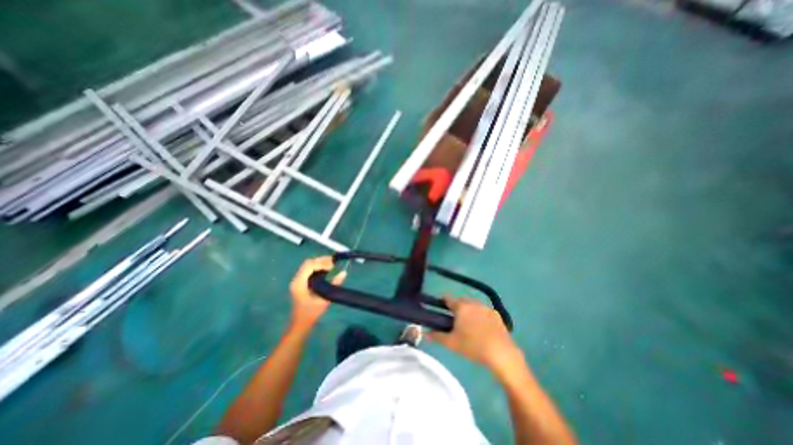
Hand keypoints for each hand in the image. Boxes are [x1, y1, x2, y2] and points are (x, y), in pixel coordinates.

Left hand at [287, 257, 346, 326]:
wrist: (300, 323)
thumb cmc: (311, 313)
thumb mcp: (325, 299)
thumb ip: (334, 284)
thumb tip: (344, 273)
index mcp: (299, 283)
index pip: (309, 265)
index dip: (321, 263)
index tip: (333, 266)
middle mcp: (296, 279)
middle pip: (308, 263)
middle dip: (321, 261)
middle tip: (334, 263)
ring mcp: (297, 280)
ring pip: (308, 265)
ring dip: (320, 263)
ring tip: (331, 265)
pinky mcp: (300, 282)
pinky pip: (308, 270)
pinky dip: (317, 267)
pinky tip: (326, 270)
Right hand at [428, 298, 521, 373]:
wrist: (501, 353)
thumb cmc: (473, 346)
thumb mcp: (452, 343)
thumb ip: (437, 336)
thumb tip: (424, 333)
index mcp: (461, 307)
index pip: (447, 299)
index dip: (442, 303)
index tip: (440, 311)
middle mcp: (473, 302)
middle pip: (460, 301)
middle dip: (456, 308)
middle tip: (455, 323)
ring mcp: (485, 307)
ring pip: (472, 305)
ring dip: (468, 311)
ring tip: (469, 326)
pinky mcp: (496, 314)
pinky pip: (483, 310)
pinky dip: (480, 315)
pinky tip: (482, 328)